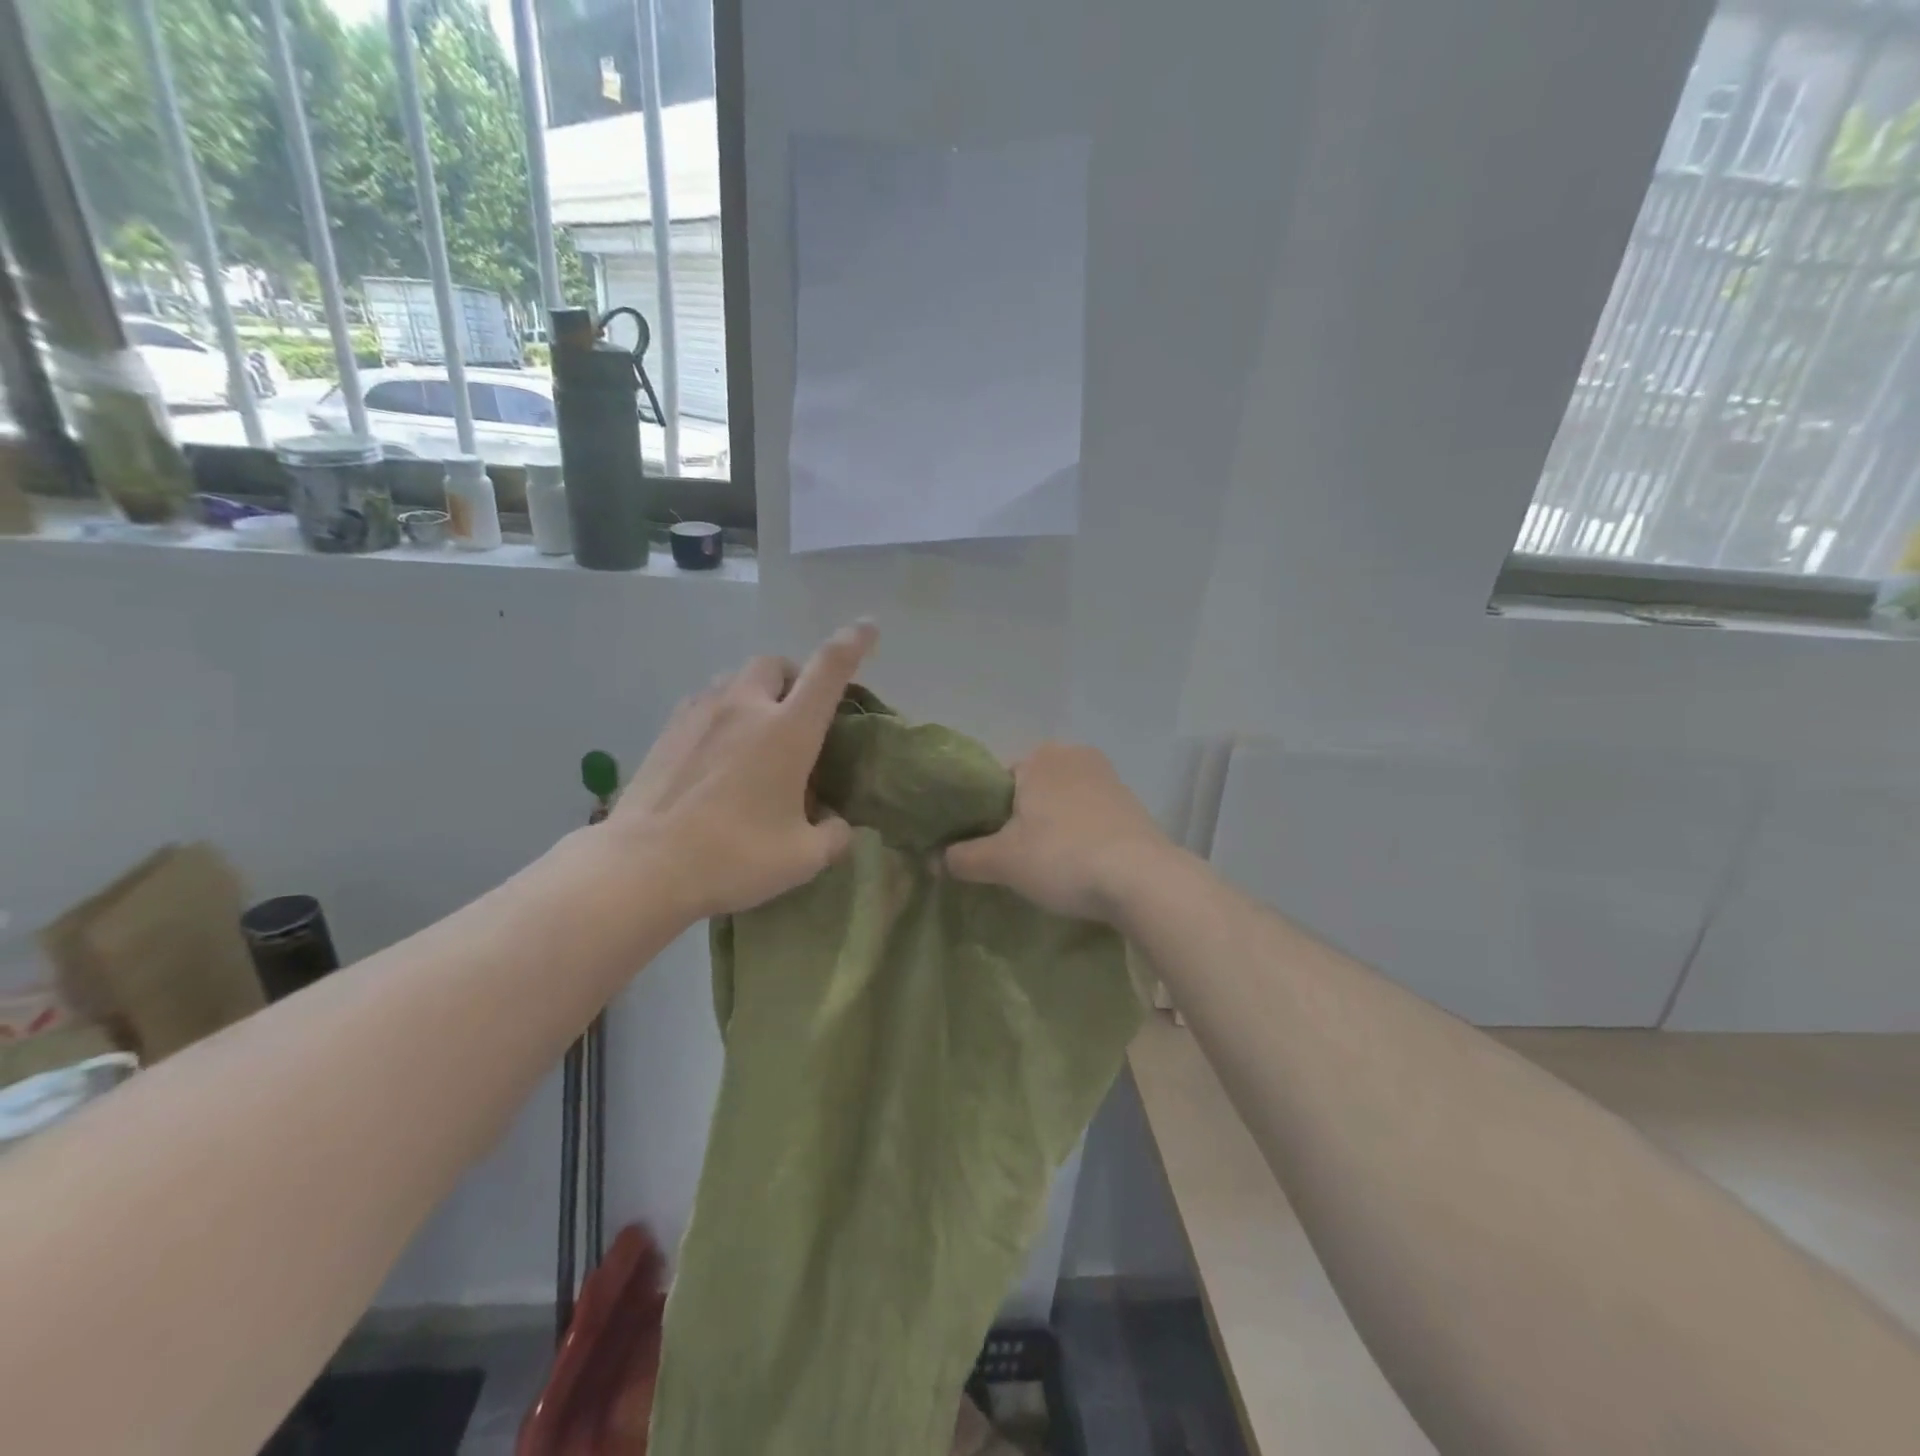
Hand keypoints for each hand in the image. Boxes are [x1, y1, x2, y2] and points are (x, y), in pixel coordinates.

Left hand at [607, 622, 876, 920]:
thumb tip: (837, 824)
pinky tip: (719, 748)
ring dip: (755, 692)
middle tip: (799, 715)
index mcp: (788, 730)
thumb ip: (833, 835)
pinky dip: (722, 710)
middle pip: (775, 663)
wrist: (643, 867)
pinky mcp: (668, 731)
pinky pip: (704, 700)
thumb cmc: (734, 857)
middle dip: (794, 677)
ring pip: (735, 678)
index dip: (853, 643)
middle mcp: (745, 707)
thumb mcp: (803, 858)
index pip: (829, 669)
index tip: (868, 627)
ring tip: (757, 732)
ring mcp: (700, 714)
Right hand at [944, 742, 1174, 923]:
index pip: (997, 781)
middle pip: (1032, 790)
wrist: (1143, 880)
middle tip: (1015, 860)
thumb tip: (935, 860)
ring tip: (1048, 867)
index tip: (988, 846)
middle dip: (1021, 819)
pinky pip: (1091, 816)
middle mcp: (1075, 756)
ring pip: (1063, 802)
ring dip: (1053, 827)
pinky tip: (1080, 865)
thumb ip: (964, 857)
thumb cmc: (1063, 857)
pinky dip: (1081, 835)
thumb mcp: (1003, 861)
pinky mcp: (1133, 805)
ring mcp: (1109, 779)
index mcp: (1040, 757)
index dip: (986, 815)